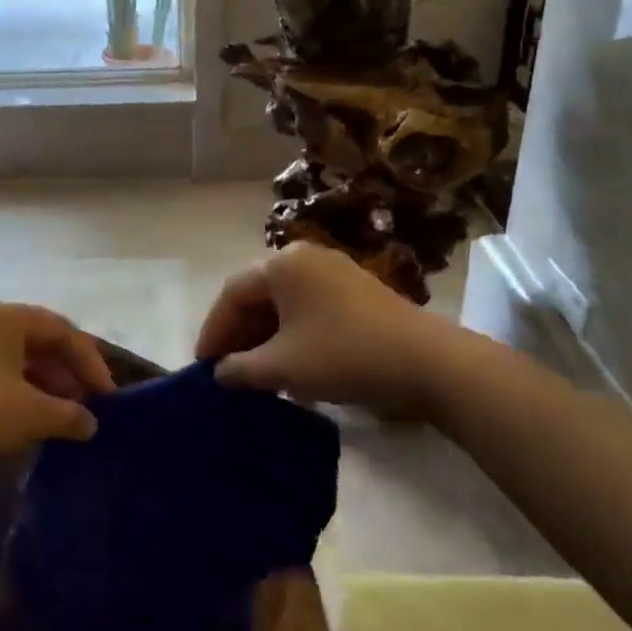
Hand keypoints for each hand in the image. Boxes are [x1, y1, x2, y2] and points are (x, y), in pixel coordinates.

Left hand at [0, 302, 115, 487]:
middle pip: (40, 345)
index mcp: (8, 317)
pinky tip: (27, 427)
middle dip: (68, 376)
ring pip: (18, 365)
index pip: (64, 331)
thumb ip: (68, 415)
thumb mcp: (29, 413)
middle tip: (89, 410)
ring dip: (45, 391)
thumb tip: (91, 423)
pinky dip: (19, 400)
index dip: (92, 363)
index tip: (109, 399)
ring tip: (63, 422)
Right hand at [195, 242, 462, 415]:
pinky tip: (292, 364)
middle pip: (258, 294)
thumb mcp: (283, 367)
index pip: (232, 294)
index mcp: (281, 264)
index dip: (214, 331)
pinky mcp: (357, 291)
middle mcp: (305, 257)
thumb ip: (241, 368)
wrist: (427, 362)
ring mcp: (334, 271)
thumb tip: (220, 373)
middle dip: (239, 334)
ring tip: (256, 372)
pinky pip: (309, 308)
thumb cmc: (343, 355)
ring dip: (265, 336)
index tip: (203, 365)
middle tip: (227, 370)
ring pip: (284, 303)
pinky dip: (292, 334)